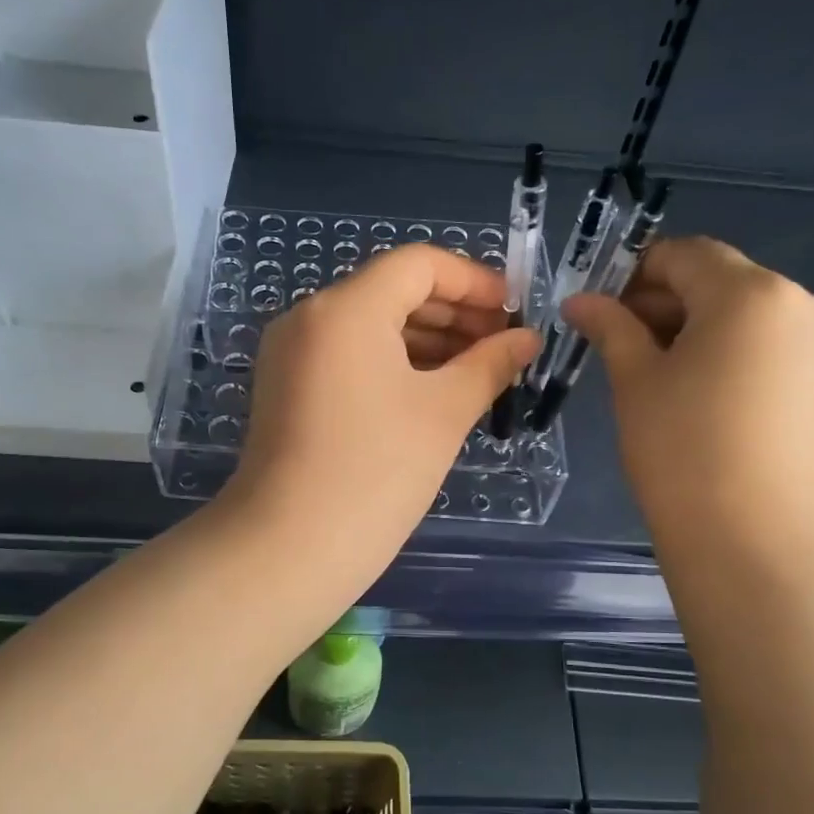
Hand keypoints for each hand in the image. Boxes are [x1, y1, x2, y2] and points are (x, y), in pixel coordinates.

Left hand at [225, 244, 538, 582]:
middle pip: (393, 291)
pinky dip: (392, 363)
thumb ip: (491, 364)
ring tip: (477, 371)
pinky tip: (431, 391)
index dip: (475, 281)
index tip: (514, 312)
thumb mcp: (444, 412)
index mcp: (346, 308)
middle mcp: (310, 316)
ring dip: (426, 340)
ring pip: (370, 326)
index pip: (419, 264)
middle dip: (454, 313)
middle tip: (502, 346)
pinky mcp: (287, 388)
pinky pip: (348, 356)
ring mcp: (291, 353)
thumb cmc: (377, 472)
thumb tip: (526, 339)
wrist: (289, 549)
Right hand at [564, 236, 813, 549]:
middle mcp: (804, 303)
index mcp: (753, 292)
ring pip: (748, 316)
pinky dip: (731, 354)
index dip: (635, 274)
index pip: (685, 255)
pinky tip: (700, 396)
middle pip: (721, 281)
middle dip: (665, 303)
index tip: (600, 311)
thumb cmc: (684, 454)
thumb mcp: (636, 382)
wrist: (762, 547)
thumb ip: (611, 327)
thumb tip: (581, 300)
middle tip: (618, 345)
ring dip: (697, 329)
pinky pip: (773, 347)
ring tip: (657, 377)